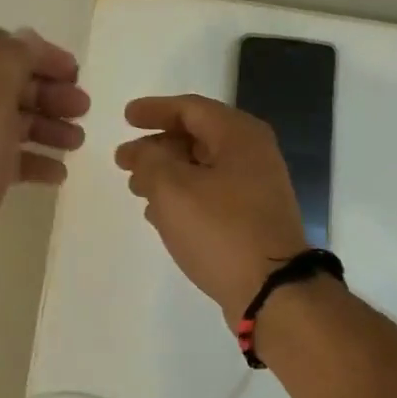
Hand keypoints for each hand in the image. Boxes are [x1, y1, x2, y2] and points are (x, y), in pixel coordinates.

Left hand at [0, 27, 88, 263]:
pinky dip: (28, 159)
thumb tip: (26, 40)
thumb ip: (10, 62)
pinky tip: (57, 174)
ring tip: (76, 142)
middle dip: (46, 93)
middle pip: (0, 82)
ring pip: (2, 119)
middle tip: (83, 108)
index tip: (75, 73)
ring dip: (43, 126)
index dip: (37, 54)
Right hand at [115, 94, 309, 318]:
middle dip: (158, 146)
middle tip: (124, 160)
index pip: (191, 109)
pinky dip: (184, 196)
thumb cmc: (220, 229)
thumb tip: (143, 151)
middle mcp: (253, 154)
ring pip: (203, 168)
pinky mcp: (254, 218)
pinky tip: (160, 214)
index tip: (126, 118)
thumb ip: (150, 161)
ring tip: (136, 188)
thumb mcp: (173, 188)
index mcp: (239, 135)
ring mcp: (257, 187)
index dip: (155, 110)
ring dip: (168, 174)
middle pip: (198, 137)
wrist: (272, 289)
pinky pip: (212, 194)